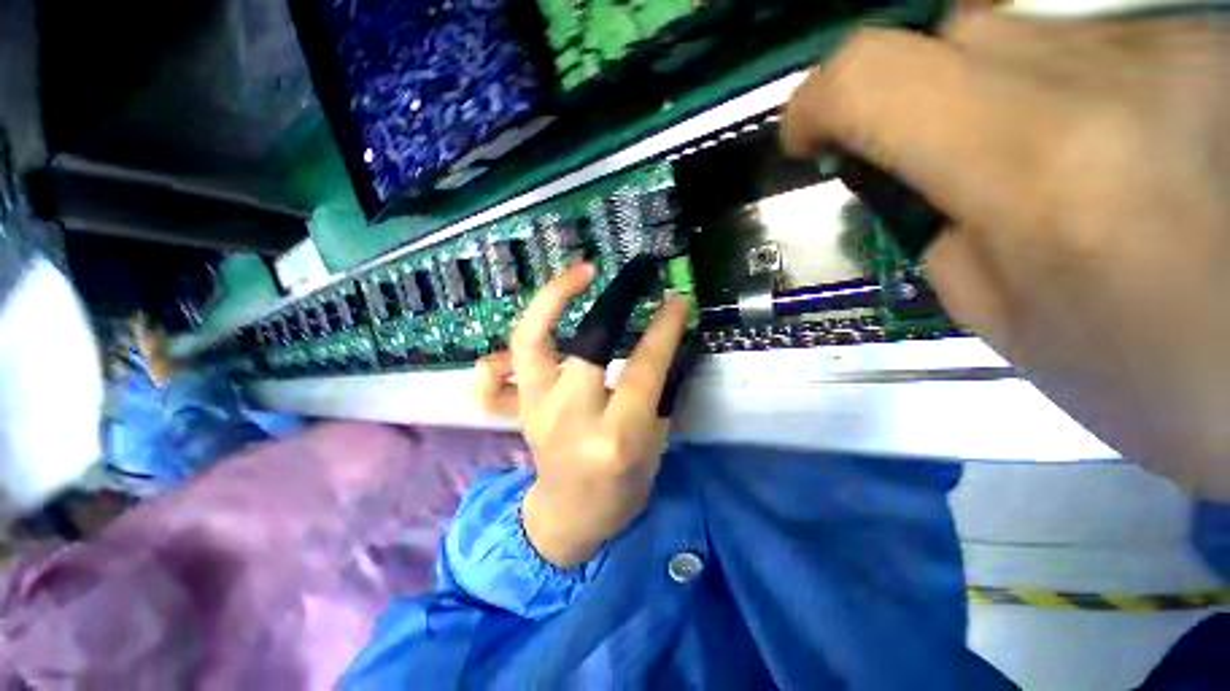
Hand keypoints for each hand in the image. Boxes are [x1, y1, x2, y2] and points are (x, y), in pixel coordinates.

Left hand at [473, 264, 691, 566]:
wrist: (570, 518)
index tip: (677, 300)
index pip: (643, 369)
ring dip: (553, 299)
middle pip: (589, 344)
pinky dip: (501, 353)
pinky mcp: (518, 409)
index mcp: (616, 436)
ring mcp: (536, 410)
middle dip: (615, 300)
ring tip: (581, 273)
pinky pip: (495, 378)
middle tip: (633, 275)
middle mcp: (572, 417)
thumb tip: (668, 344)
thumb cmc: (621, 489)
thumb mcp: (655, 446)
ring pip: (532, 342)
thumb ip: (661, 393)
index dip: (663, 329)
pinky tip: (531, 332)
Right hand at [783, 12, 1229, 496]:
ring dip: (993, 93)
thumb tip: (918, 184)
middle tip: (931, 162)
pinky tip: (1107, 151)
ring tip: (1035, 166)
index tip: (807, 136)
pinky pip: (1093, 42)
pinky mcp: (1209, 41)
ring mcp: (1174, 41)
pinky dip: (1064, 89)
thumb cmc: (1166, 380)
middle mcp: (1110, 72)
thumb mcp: (1015, 330)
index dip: (818, 99)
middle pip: (953, 33)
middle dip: (915, 97)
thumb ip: (947, 238)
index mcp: (1042, 167)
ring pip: (1023, 28)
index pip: (875, 77)